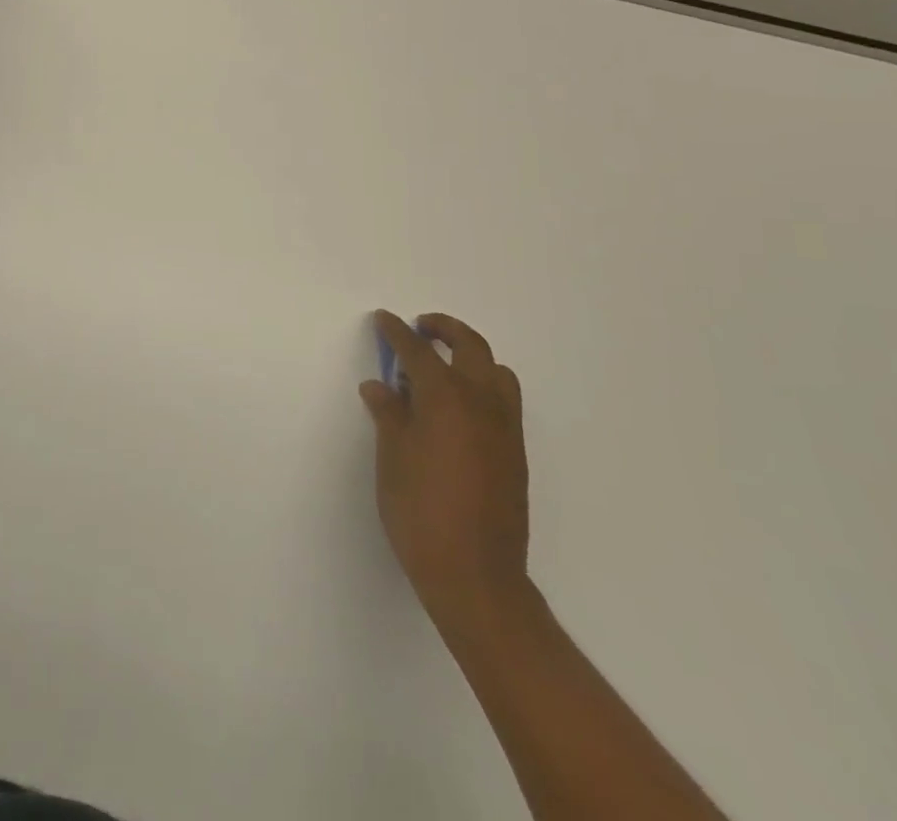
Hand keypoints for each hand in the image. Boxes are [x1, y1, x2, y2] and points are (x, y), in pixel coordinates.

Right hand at [361, 311, 529, 629]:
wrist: (475, 576)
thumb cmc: (420, 511)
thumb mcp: (392, 457)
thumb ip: (389, 414)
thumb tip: (380, 387)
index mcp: (446, 398)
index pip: (418, 351)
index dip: (397, 332)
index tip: (384, 320)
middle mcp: (482, 403)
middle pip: (470, 346)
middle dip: (444, 329)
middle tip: (420, 328)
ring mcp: (506, 429)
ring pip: (497, 372)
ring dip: (471, 357)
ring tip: (444, 367)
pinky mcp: (516, 454)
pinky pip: (504, 401)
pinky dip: (483, 386)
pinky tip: (457, 410)